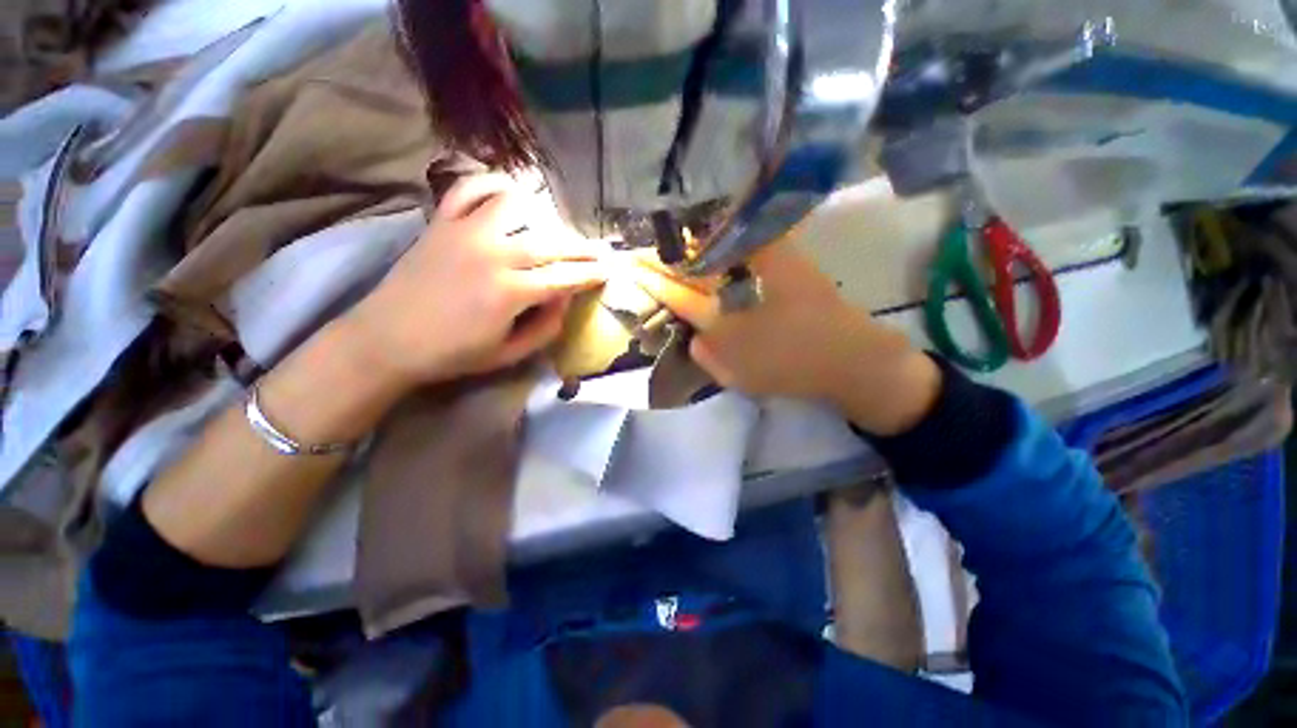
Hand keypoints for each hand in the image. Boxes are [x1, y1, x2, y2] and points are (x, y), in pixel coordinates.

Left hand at [341, 174, 608, 388]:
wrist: (386, 339)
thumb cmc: (452, 355)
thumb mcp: (509, 355)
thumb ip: (546, 328)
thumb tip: (565, 299)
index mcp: (511, 292)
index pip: (566, 277)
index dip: (593, 274)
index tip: (610, 271)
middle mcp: (494, 254)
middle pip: (552, 242)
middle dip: (583, 247)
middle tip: (600, 251)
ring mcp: (465, 232)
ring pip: (518, 206)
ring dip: (544, 216)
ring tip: (555, 230)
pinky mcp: (442, 222)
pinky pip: (470, 189)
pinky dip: (492, 185)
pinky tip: (508, 196)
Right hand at [631, 241, 940, 434]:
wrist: (847, 355)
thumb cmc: (787, 370)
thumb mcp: (734, 376)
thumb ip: (703, 354)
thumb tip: (693, 333)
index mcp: (719, 313)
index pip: (671, 289)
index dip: (646, 276)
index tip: (625, 264)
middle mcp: (735, 279)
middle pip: (687, 261)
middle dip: (660, 255)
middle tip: (640, 249)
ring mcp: (762, 261)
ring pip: (712, 243)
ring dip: (687, 241)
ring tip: (668, 240)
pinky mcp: (784, 254)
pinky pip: (743, 237)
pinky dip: (723, 234)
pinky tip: (711, 233)